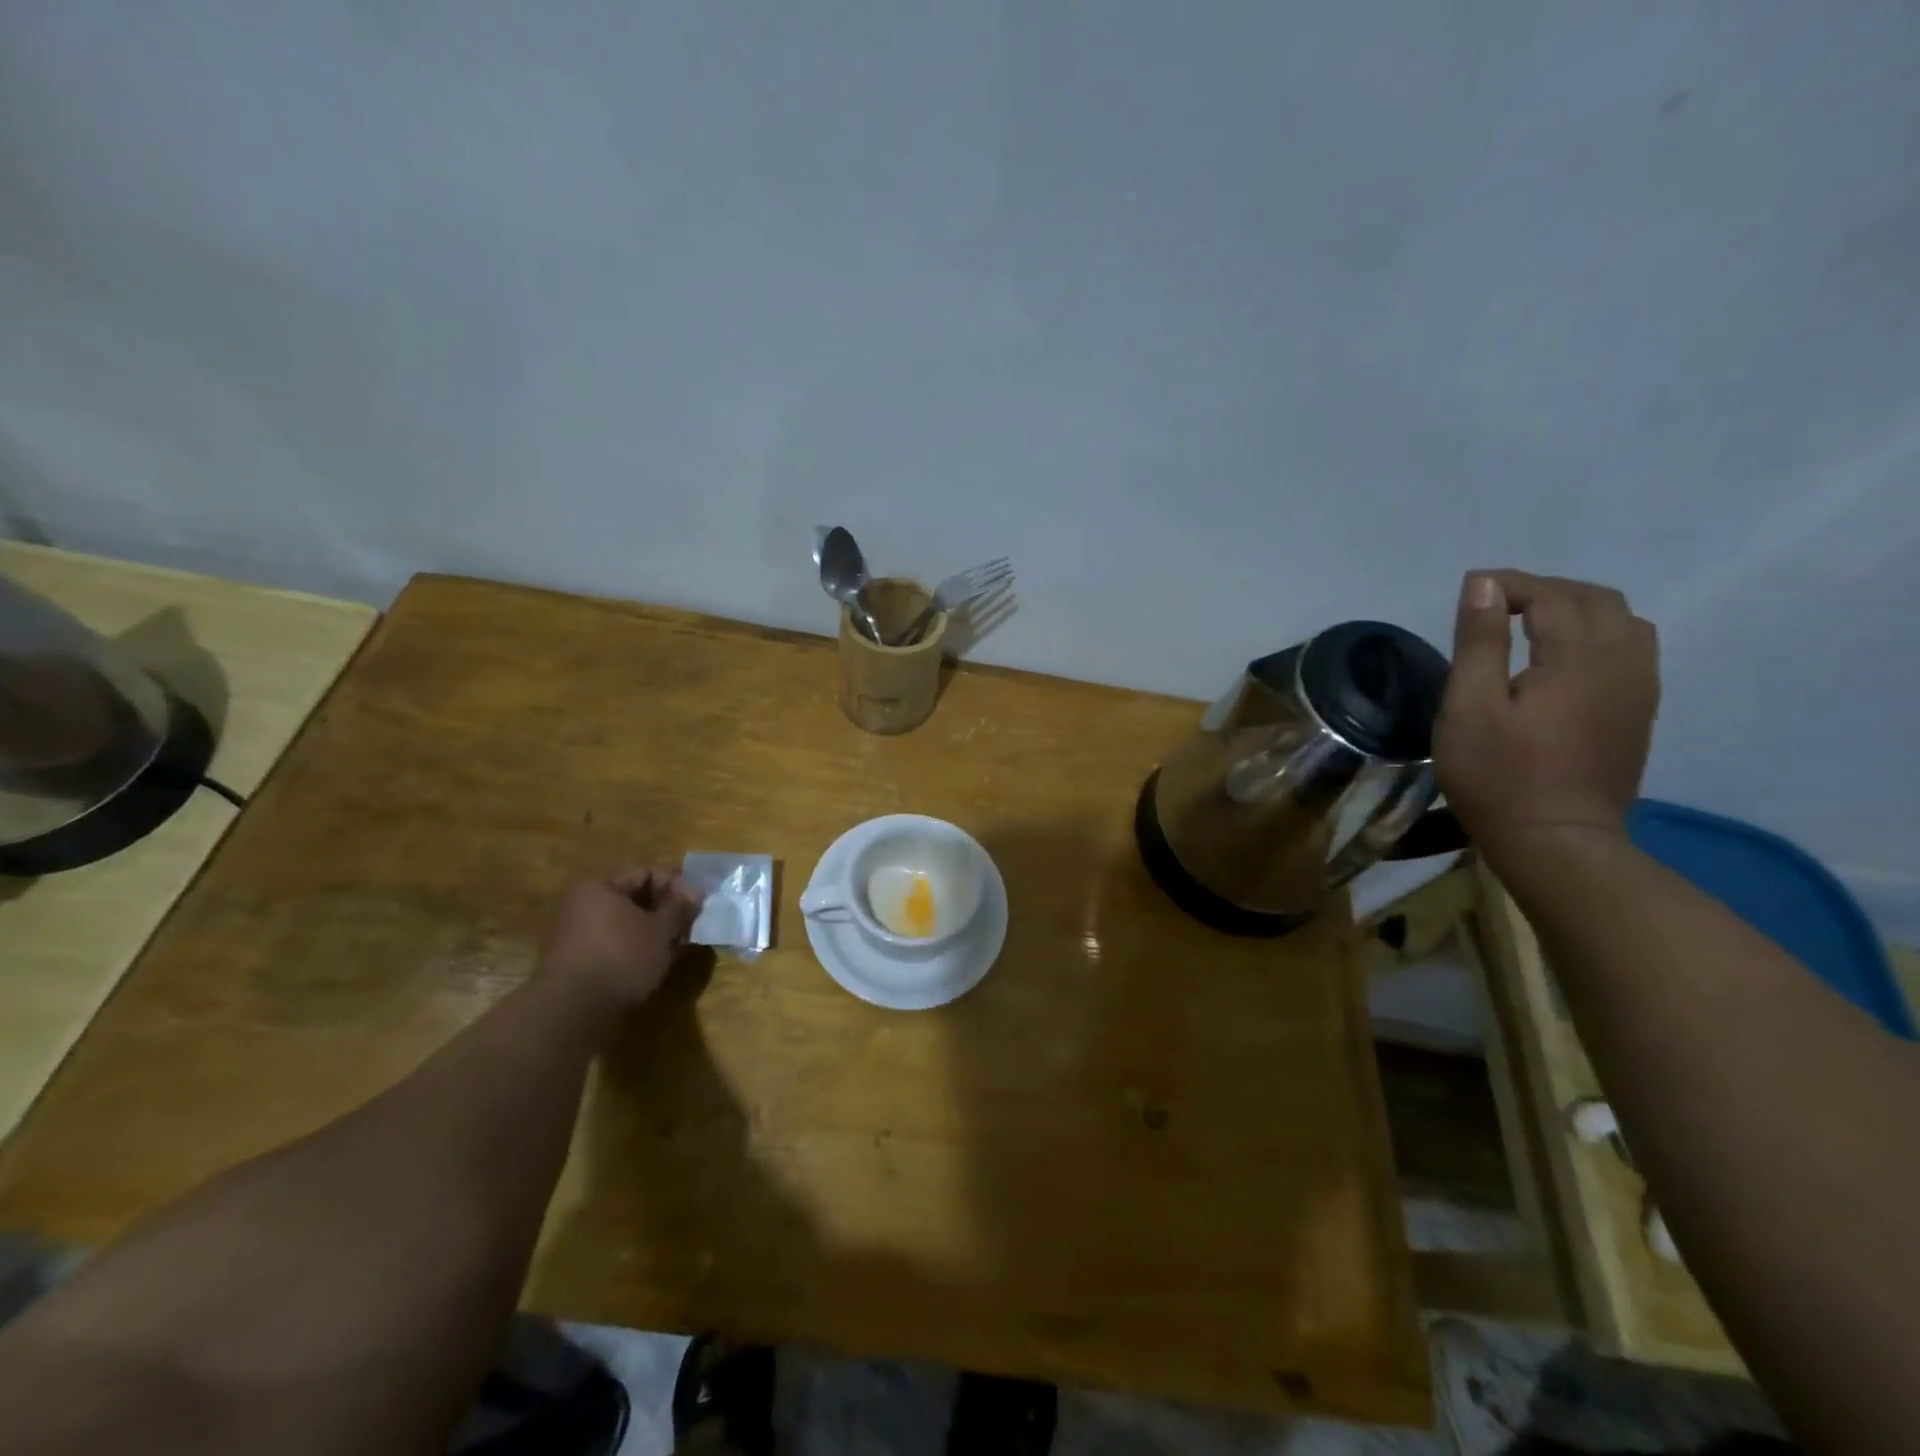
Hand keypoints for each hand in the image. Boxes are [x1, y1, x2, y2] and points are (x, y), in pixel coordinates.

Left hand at [536, 867, 701, 1018]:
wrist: (573, 1013)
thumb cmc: (622, 958)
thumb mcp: (661, 930)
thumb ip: (679, 907)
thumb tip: (695, 889)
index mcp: (599, 886)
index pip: (645, 873)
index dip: (675, 886)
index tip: (696, 905)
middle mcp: (582, 903)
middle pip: (634, 897)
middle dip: (664, 911)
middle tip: (688, 927)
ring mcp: (576, 932)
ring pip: (625, 922)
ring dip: (652, 931)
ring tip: (675, 948)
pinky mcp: (577, 960)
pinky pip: (613, 943)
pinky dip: (635, 948)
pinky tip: (652, 963)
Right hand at [1434, 571, 1659, 860]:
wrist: (1557, 841)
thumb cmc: (1497, 774)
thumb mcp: (1469, 707)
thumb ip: (1479, 642)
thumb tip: (1483, 585)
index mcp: (1577, 657)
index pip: (1551, 594)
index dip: (1509, 584)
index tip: (1468, 591)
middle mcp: (1622, 662)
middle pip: (1595, 599)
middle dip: (1544, 590)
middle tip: (1494, 606)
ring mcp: (1639, 688)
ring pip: (1622, 621)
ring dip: (1575, 609)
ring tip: (1529, 625)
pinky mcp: (1640, 712)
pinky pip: (1632, 649)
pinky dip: (1597, 634)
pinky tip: (1563, 657)